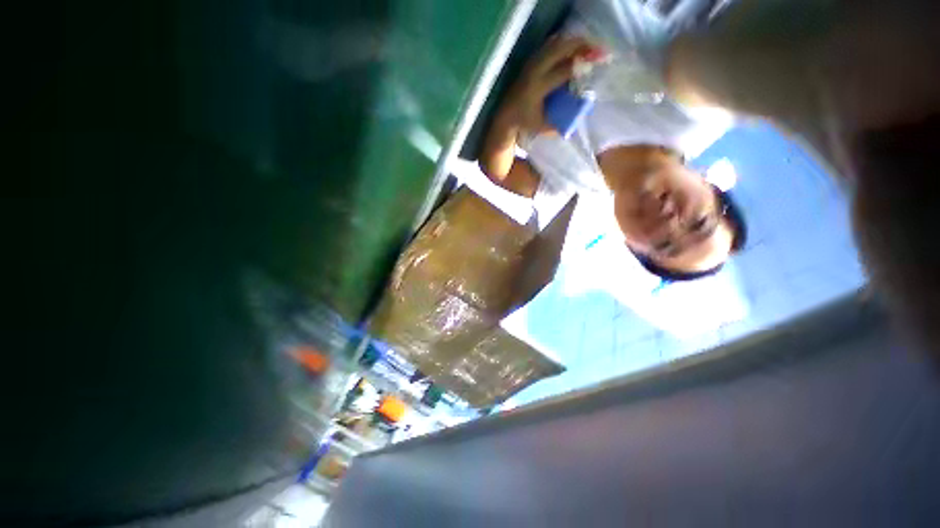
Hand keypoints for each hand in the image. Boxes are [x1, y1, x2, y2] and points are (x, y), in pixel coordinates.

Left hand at [503, 36, 603, 135]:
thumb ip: (564, 118)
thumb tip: (583, 106)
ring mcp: (530, 65)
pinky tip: (574, 39)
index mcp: (536, 88)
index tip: (593, 63)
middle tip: (598, 48)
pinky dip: (561, 43)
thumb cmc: (528, 123)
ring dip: (571, 44)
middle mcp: (532, 72)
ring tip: (591, 43)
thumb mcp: (546, 125)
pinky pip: (546, 48)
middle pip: (556, 53)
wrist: (505, 115)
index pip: (560, 72)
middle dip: (577, 48)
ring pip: (552, 48)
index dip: (576, 66)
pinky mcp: (530, 63)